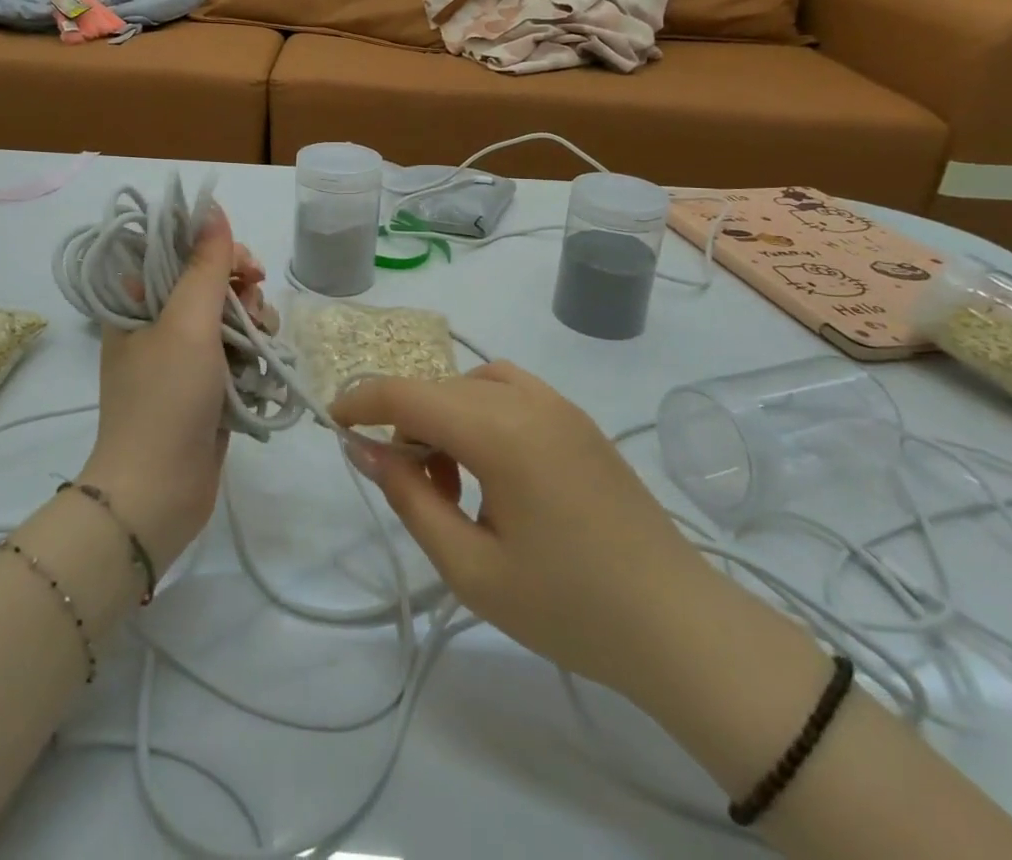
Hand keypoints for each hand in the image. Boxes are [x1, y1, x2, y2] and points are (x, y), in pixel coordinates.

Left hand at [79, 205, 243, 571]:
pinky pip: (236, 350)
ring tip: (261, 343)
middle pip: (209, 281)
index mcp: (138, 302)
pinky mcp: (205, 385)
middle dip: (240, 287)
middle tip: (256, 301)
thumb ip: (205, 265)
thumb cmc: (166, 400)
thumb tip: (212, 209)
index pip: (178, 251)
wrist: (158, 493)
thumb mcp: (187, 323)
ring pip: (229, 315)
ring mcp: (182, 356)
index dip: (214, 248)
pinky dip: (253, 352)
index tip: (244, 263)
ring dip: (253, 320)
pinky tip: (263, 365)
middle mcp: (157, 323)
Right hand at [330, 362, 720, 700]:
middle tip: (410, 486)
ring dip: (444, 416)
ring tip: (452, 480)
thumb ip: (410, 498)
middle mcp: (527, 401)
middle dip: (406, 424)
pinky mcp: (577, 419)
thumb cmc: (569, 606)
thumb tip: (365, 448)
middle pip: (439, 389)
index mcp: (500, 432)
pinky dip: (480, 410)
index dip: (362, 400)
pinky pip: (509, 390)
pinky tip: (490, 464)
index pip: (408, 394)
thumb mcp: (471, 567)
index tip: (332, 421)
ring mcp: (558, 404)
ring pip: (472, 385)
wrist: (678, 625)